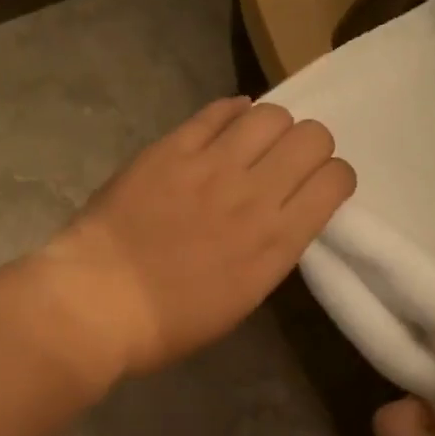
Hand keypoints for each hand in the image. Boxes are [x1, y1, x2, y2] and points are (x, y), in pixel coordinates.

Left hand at [41, 97, 354, 376]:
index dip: (333, 178)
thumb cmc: (167, 324)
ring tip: (252, 144)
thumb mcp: (239, 302)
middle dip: (309, 146)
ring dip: (272, 126)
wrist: (98, 303)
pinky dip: (230, 113)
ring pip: (270, 115)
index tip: (316, 188)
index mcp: (276, 243)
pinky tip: (224, 127)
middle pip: (312, 137)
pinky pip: (217, 111)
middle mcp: (255, 195)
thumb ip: (267, 253)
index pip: (335, 180)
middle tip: (285, 162)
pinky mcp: (171, 149)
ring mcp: (212, 166)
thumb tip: (275, 220)